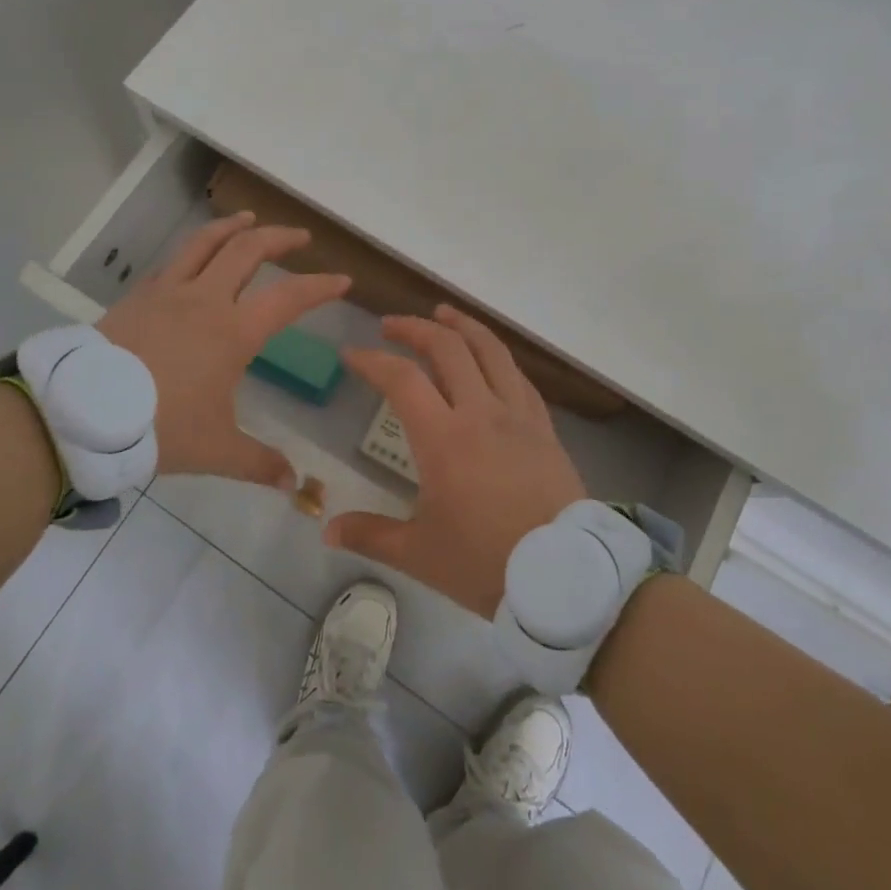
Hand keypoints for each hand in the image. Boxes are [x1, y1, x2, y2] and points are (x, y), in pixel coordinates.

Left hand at [100, 213, 348, 488]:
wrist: (82, 414)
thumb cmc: (158, 427)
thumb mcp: (214, 449)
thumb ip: (258, 462)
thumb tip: (293, 485)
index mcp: (233, 332)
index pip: (288, 298)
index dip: (319, 287)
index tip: (341, 280)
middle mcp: (205, 300)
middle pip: (248, 250)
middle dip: (279, 238)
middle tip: (300, 237)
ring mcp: (167, 293)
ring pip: (205, 243)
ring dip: (232, 227)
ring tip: (248, 219)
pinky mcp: (138, 297)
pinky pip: (172, 263)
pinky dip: (193, 251)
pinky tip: (194, 258)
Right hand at [327, 305, 585, 616]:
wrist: (565, 576)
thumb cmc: (486, 563)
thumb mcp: (420, 554)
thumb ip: (370, 535)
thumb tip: (325, 530)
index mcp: (443, 438)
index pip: (401, 379)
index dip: (372, 360)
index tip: (352, 355)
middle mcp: (480, 412)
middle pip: (447, 348)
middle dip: (414, 328)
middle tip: (391, 325)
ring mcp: (517, 415)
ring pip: (490, 350)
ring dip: (462, 325)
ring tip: (442, 313)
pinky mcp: (543, 426)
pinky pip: (518, 376)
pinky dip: (497, 356)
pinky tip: (489, 357)